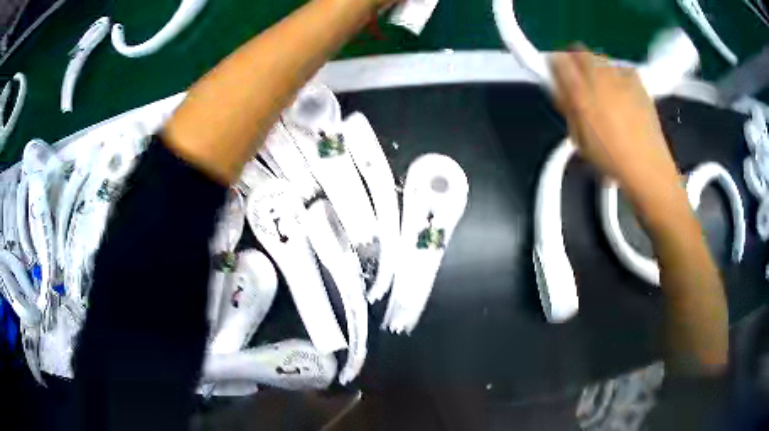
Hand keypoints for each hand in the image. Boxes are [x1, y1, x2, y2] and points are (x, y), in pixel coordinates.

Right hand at [550, 50, 679, 199]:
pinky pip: (621, 67)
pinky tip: (621, 90)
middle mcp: (600, 78)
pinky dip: (617, 73)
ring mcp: (621, 78)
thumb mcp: (579, 138)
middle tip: (577, 77)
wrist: (647, 166)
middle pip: (579, 51)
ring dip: (595, 65)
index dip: (554, 63)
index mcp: (581, 94)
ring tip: (600, 85)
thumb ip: (567, 107)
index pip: (558, 61)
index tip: (555, 72)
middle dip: (574, 59)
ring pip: (600, 56)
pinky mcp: (638, 81)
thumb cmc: (611, 159)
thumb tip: (561, 89)